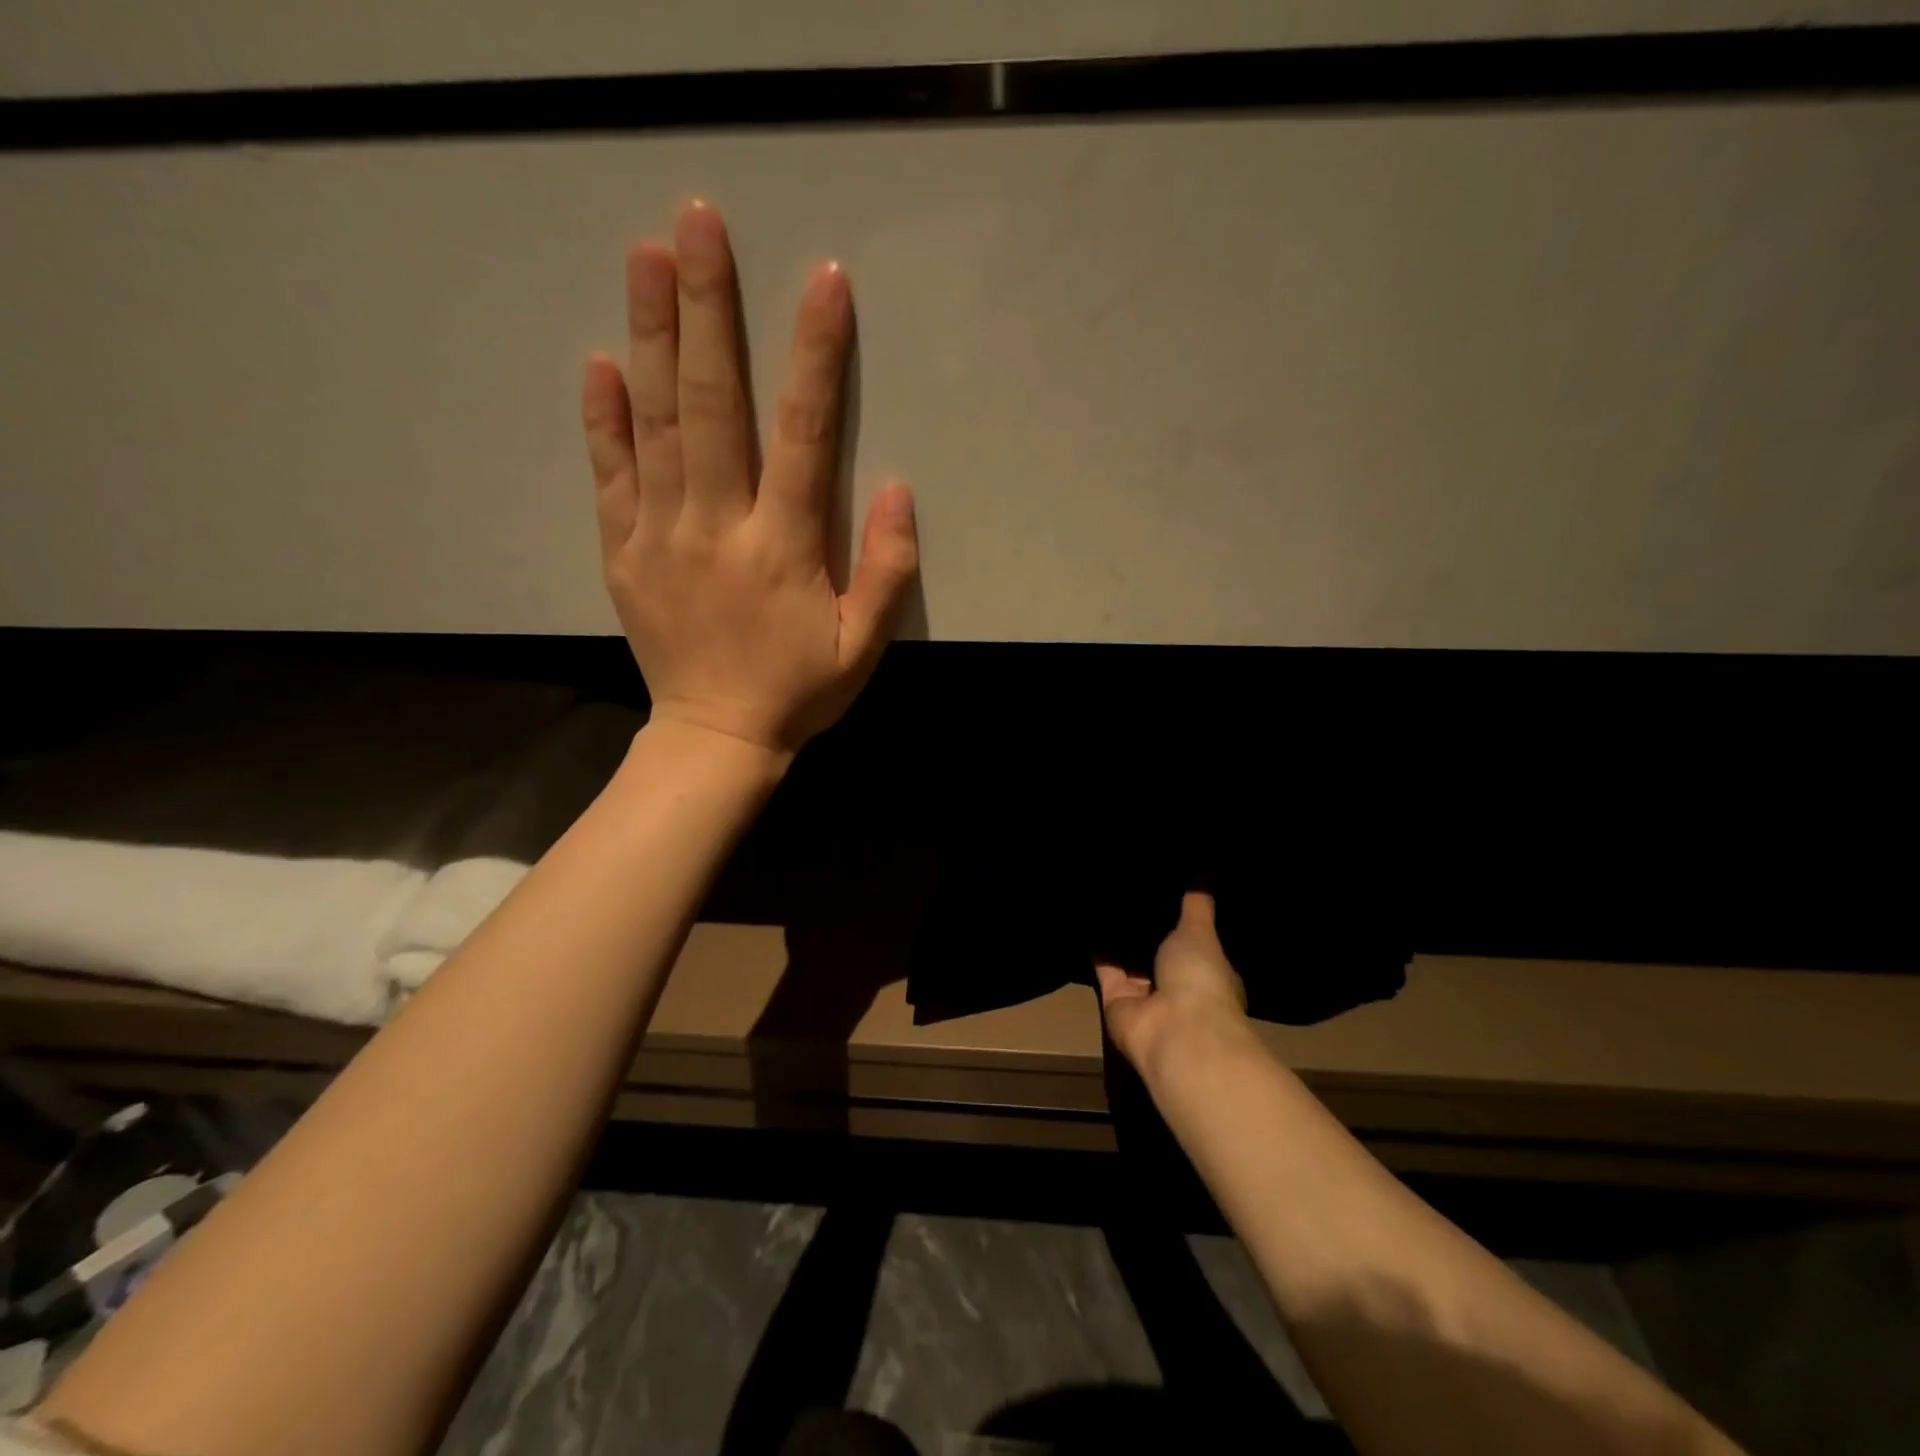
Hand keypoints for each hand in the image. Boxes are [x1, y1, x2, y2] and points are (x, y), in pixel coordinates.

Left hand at [581, 199, 919, 756]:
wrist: (716, 737)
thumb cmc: (798, 691)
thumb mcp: (863, 646)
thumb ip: (888, 571)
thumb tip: (897, 489)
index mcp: (783, 547)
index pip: (803, 434)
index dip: (815, 355)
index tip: (822, 280)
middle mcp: (719, 526)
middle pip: (712, 404)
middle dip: (707, 309)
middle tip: (697, 223)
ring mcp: (662, 535)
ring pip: (656, 424)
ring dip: (650, 336)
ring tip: (643, 256)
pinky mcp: (624, 552)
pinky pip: (611, 476)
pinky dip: (603, 419)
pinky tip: (599, 363)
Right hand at [1096, 892, 1252, 1079]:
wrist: (1174, 1031)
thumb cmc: (1200, 979)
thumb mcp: (1200, 930)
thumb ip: (1197, 903)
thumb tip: (1205, 867)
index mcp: (1207, 972)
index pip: (1194, 942)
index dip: (1181, 920)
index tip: (1165, 888)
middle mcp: (1176, 986)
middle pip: (1158, 952)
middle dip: (1146, 928)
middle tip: (1129, 886)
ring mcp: (1145, 995)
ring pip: (1129, 960)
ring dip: (1119, 937)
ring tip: (1105, 895)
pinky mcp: (1115, 1000)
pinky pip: (1104, 968)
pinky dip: (1096, 948)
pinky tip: (1087, 917)